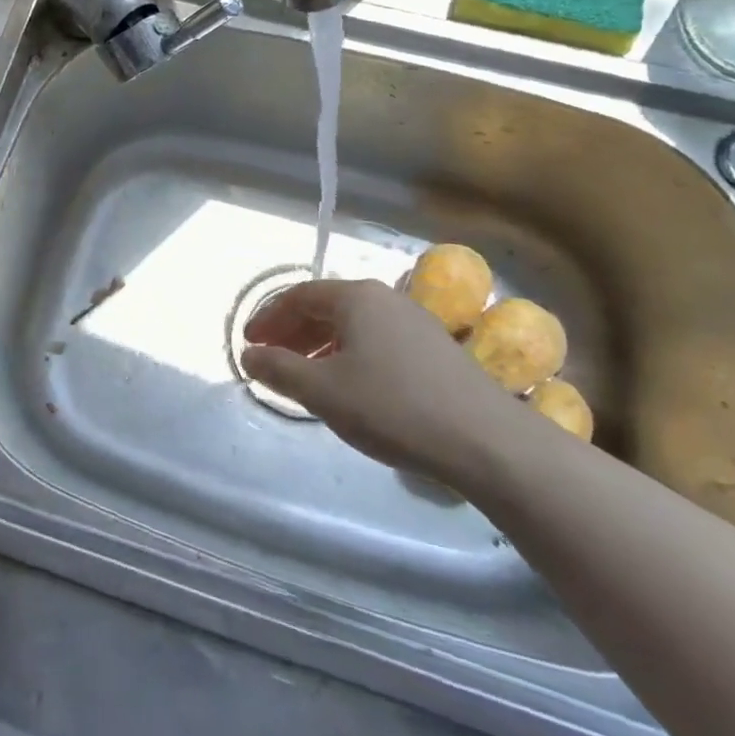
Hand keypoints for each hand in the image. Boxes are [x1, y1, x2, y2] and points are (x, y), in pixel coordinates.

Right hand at [242, 278, 525, 482]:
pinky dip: (350, 355)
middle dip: (292, 332)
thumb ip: (280, 369)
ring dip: (320, 345)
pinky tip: (349, 385)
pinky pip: (377, 340)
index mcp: (355, 297)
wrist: (485, 440)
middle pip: (326, 307)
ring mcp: (414, 320)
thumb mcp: (324, 391)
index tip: (249, 345)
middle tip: (270, 361)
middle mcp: (385, 298)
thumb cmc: (393, 406)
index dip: (268, 318)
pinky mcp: (434, 347)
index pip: (298, 296)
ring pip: (353, 325)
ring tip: (304, 376)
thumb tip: (249, 354)